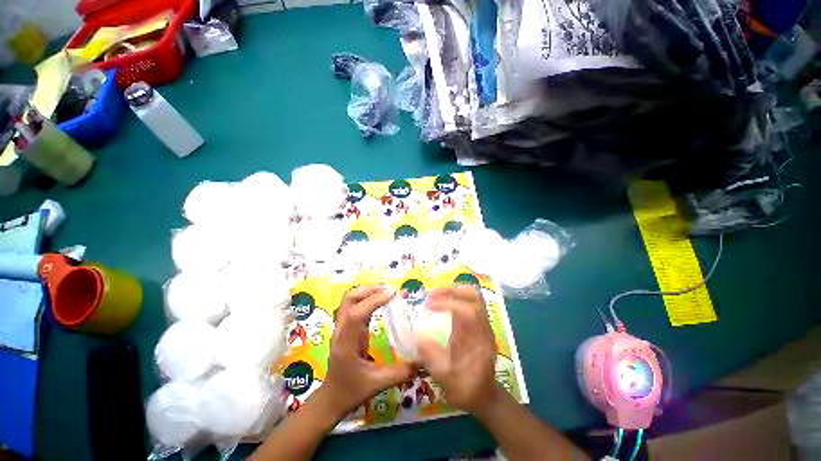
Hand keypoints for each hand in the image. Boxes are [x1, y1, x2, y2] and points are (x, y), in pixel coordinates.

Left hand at [322, 285, 415, 418]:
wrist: (331, 399)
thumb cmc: (351, 391)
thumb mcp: (376, 385)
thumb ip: (399, 373)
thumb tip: (421, 361)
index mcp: (346, 343)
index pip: (356, 314)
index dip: (374, 300)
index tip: (393, 295)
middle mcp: (341, 330)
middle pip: (349, 299)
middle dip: (369, 289)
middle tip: (390, 290)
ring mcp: (343, 327)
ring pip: (350, 300)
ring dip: (367, 291)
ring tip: (386, 291)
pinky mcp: (348, 327)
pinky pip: (355, 306)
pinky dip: (367, 298)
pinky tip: (380, 301)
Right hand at [417, 286, 499, 414]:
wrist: (485, 397)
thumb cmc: (465, 389)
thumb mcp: (444, 377)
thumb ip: (430, 355)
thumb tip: (416, 335)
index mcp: (476, 341)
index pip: (466, 311)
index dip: (446, 303)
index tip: (428, 305)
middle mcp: (483, 328)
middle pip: (474, 297)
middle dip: (451, 290)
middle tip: (432, 294)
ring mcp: (484, 325)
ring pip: (475, 297)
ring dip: (455, 291)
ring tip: (436, 296)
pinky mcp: (481, 325)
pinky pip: (472, 302)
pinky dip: (457, 297)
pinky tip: (445, 303)